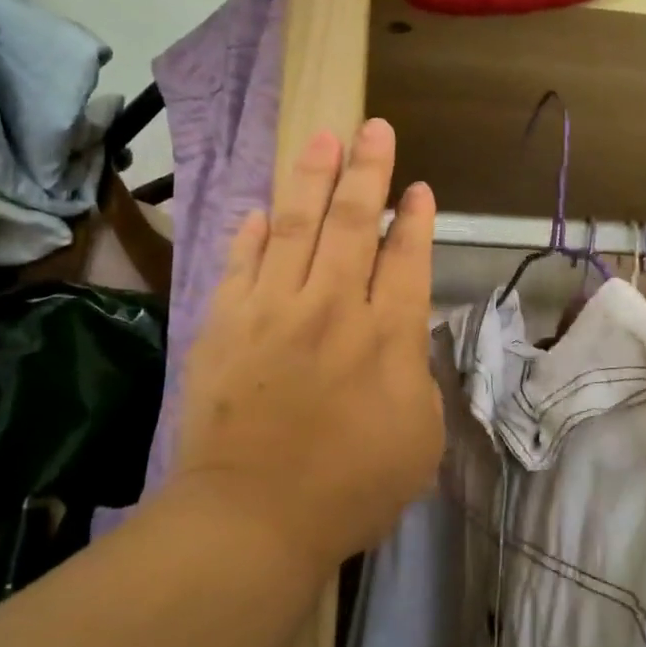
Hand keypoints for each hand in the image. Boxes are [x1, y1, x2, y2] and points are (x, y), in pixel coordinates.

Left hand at [172, 119, 443, 581]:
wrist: (252, 518)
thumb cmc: (350, 488)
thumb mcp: (419, 438)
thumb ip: (416, 377)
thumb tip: (401, 339)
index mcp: (388, 335)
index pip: (407, 258)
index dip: (416, 219)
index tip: (420, 188)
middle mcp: (333, 306)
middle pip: (353, 222)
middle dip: (367, 171)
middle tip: (373, 128)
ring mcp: (273, 310)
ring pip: (297, 227)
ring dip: (311, 179)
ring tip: (321, 139)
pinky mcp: (225, 324)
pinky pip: (242, 264)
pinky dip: (253, 234)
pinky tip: (261, 210)